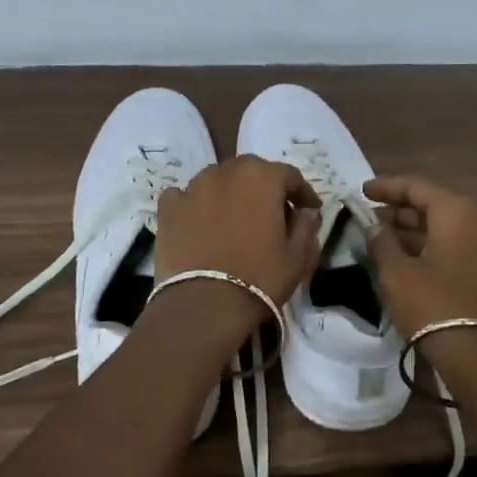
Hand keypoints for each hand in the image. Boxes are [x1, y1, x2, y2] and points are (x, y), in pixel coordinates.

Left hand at [154, 156, 321, 328]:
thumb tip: (306, 212)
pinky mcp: (168, 208)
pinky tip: (198, 222)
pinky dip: (194, 204)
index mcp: (263, 178)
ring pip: (217, 180)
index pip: (290, 175)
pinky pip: (184, 196)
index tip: (308, 210)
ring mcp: (193, 188)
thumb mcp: (298, 257)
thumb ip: (306, 227)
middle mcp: (226, 172)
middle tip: (271, 213)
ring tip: (233, 218)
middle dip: (264, 188)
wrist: (204, 305)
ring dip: (229, 193)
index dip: (302, 193)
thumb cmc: (259, 278)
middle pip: (250, 171)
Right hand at [363, 174, 476, 339]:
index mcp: (456, 212)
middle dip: (401, 209)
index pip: (417, 186)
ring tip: (384, 238)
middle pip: (435, 205)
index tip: (362, 191)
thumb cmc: (433, 304)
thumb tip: (375, 226)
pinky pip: (456, 246)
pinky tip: (408, 259)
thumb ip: (382, 242)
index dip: (387, 186)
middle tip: (371, 217)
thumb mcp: (397, 272)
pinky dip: (431, 246)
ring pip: (446, 227)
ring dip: (415, 229)